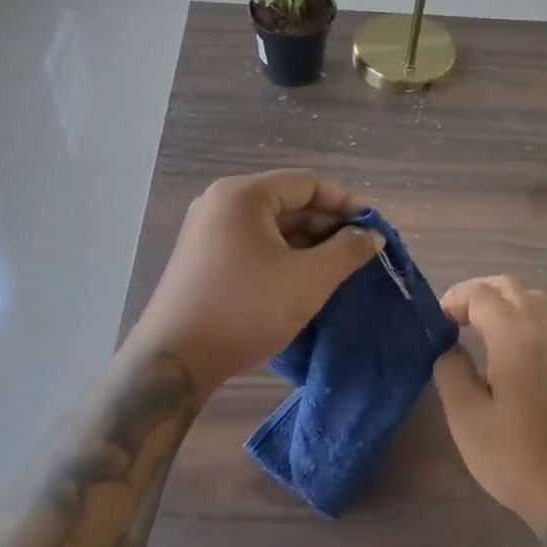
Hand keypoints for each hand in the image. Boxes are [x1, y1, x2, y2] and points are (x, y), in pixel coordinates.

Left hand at [132, 169, 381, 395]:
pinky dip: (283, 254)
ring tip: (338, 267)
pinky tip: (304, 278)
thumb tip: (371, 235)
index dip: (346, 202)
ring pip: (272, 225)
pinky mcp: (203, 258)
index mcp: (243, 195)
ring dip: (308, 242)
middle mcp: (221, 203)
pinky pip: (254, 243)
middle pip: (289, 201)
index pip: (308, 183)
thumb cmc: (245, 310)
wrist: (174, 363)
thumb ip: (347, 251)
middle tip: (359, 251)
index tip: (372, 228)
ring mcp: (208, 230)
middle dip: (327, 224)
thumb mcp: (308, 280)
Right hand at [432, 276, 546, 532]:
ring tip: (475, 329)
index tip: (436, 324)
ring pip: (531, 300)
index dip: (455, 299)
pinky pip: (543, 322)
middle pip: (510, 287)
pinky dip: (519, 319)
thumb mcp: (467, 419)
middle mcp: (543, 333)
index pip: (483, 294)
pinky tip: (502, 351)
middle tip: (452, 318)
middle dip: (477, 293)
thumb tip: (449, 346)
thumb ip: (452, 372)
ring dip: (501, 303)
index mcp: (516, 339)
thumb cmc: (515, 457)